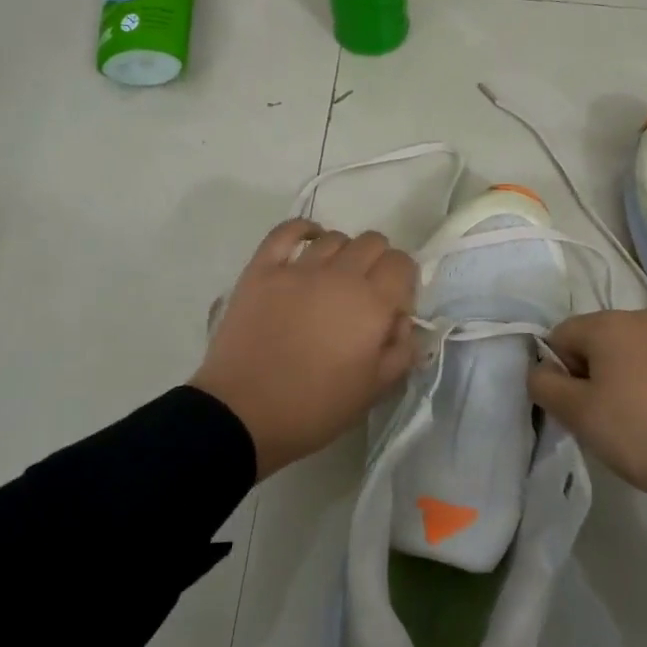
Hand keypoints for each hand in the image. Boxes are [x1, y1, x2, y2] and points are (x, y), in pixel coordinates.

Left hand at [193, 219, 417, 478]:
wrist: (243, 415)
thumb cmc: (315, 409)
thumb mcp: (374, 390)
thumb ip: (401, 350)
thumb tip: (402, 321)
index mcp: (372, 304)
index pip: (402, 264)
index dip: (403, 282)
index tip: (392, 307)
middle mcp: (340, 276)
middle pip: (372, 242)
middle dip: (378, 263)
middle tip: (364, 295)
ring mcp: (297, 269)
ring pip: (334, 237)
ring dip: (343, 253)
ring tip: (333, 279)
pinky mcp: (262, 270)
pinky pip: (286, 232)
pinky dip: (302, 231)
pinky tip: (308, 242)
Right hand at [528, 309, 646, 581]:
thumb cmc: (641, 437)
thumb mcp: (577, 416)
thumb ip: (544, 384)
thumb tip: (541, 369)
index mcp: (610, 325)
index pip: (563, 336)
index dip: (562, 371)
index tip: (579, 406)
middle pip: (605, 338)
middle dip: (600, 369)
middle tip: (610, 415)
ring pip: (646, 349)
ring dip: (638, 373)